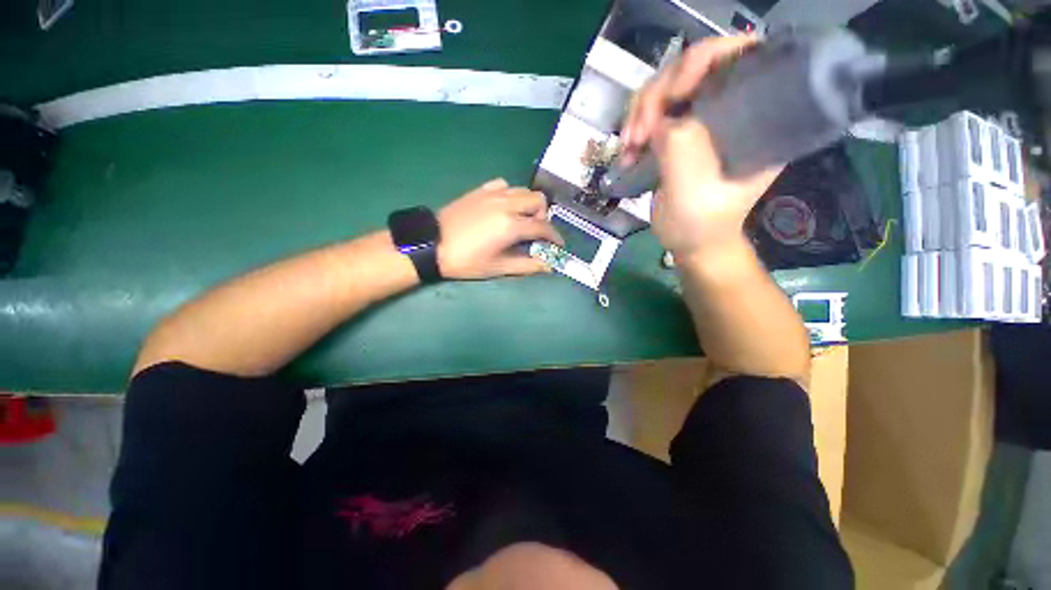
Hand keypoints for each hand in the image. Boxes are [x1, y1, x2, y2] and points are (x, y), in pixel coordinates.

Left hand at [437, 179, 563, 279]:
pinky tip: (504, 207)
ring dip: (528, 204)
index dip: (555, 237)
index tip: (558, 245)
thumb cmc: (466, 261)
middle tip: (536, 231)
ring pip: (523, 190)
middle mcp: (506, 204)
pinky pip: (504, 185)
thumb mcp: (498, 268)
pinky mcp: (480, 190)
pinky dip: (511, 195)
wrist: (432, 244)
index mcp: (511, 225)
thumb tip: (549, 266)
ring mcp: (492, 194)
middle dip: (543, 216)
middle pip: (538, 200)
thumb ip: (527, 265)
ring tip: (521, 219)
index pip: (543, 227)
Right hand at [620, 35, 781, 255]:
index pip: (740, 57)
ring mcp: (701, 119)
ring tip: (628, 148)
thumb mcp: (693, 188)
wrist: (691, 242)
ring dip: (639, 114)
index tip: (673, 93)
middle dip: (657, 96)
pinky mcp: (678, 132)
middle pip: (692, 68)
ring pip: (665, 88)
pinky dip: (634, 127)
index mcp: (757, 116)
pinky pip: (652, 112)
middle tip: (637, 136)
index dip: (703, 60)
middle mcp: (731, 108)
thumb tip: (660, 118)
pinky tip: (627, 151)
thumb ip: (680, 147)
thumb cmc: (702, 222)